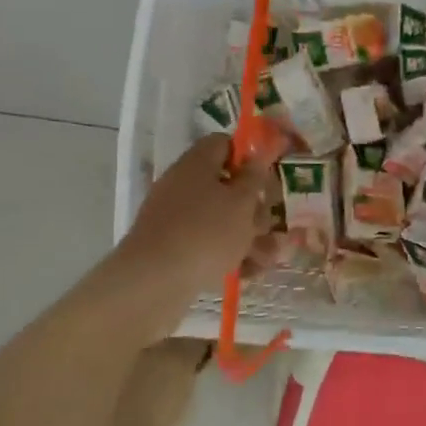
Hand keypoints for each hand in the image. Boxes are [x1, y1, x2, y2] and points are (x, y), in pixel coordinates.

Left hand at [101, 135, 279, 331]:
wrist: (154, 282)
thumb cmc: (206, 232)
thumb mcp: (242, 202)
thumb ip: (254, 177)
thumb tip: (256, 156)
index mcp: (197, 163)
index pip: (223, 144)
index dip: (248, 156)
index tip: (267, 176)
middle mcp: (183, 185)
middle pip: (225, 186)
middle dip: (254, 207)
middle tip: (271, 223)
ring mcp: (174, 218)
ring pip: (219, 219)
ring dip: (247, 236)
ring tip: (269, 258)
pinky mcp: (171, 248)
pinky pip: (206, 244)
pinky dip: (227, 255)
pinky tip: (248, 273)